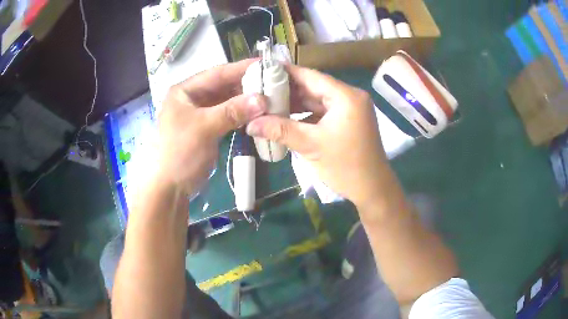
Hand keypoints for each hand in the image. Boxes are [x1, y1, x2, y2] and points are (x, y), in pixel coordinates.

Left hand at [157, 59, 265, 194]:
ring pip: (227, 102)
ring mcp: (200, 114)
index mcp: (185, 91)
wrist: (170, 187)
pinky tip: (257, 114)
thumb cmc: (180, 152)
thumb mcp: (204, 128)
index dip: (241, 68)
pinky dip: (241, 115)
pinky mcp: (207, 128)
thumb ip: (233, 111)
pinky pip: (227, 116)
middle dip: (246, 86)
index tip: (266, 64)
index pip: (217, 73)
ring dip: (246, 101)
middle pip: (223, 86)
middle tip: (273, 84)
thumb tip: (263, 99)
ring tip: (269, 98)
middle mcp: (192, 98)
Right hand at [246, 65, 387, 206]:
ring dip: (295, 104)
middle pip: (314, 87)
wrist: (372, 190)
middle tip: (260, 90)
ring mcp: (350, 109)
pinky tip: (286, 118)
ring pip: (317, 100)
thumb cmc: (345, 166)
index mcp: (345, 96)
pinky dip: (306, 115)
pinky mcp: (348, 121)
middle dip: (287, 90)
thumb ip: (280, 130)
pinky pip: (323, 112)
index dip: (285, 73)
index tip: (262, 71)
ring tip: (268, 104)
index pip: (310, 76)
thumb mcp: (311, 145)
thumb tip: (249, 124)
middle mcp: (350, 97)